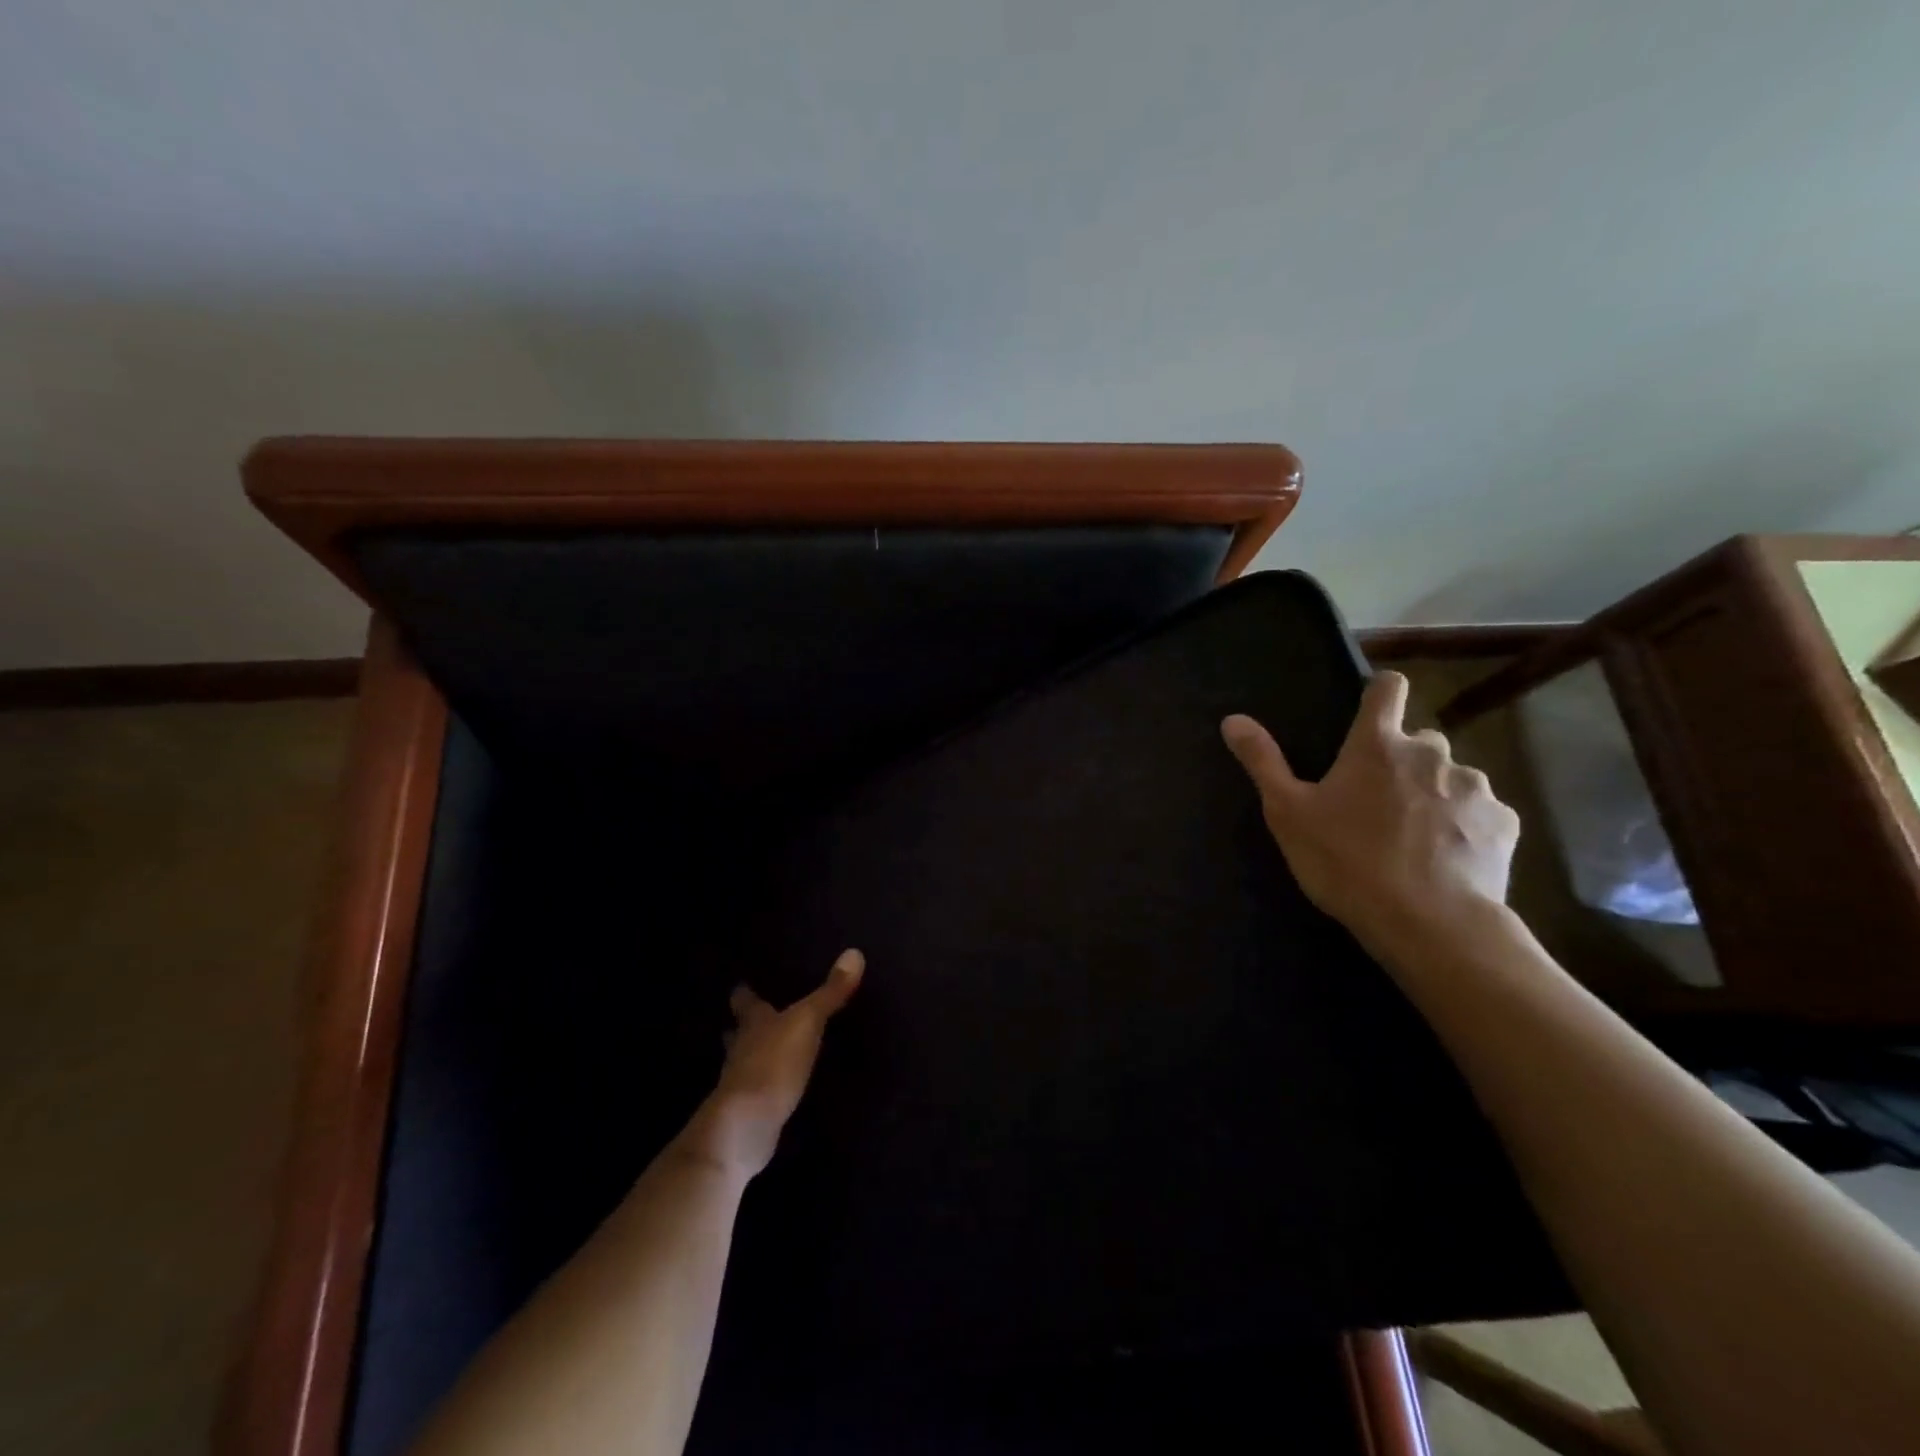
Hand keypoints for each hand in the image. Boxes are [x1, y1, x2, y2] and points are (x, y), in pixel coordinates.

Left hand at [681, 949, 864, 1177]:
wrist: (746, 1126)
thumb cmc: (773, 1063)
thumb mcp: (807, 1021)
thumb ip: (830, 993)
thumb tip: (855, 952)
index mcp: (753, 1023)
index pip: (745, 1001)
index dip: (745, 992)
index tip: (743, 984)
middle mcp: (742, 1048)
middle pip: (739, 1032)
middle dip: (746, 1025)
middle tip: (758, 1017)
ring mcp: (742, 1083)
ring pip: (746, 1061)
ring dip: (755, 1055)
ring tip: (771, 1051)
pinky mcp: (749, 1112)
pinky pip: (759, 1091)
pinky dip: (767, 1086)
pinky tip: (780, 1087)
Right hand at [1221, 671, 1518, 959]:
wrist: (1428, 923)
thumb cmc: (1346, 860)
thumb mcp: (1288, 813)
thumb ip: (1263, 762)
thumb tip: (1233, 719)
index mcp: (1377, 745)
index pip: (1388, 688)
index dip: (1381, 692)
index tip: (1372, 711)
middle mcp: (1431, 753)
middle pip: (1420, 740)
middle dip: (1404, 761)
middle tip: (1380, 802)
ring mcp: (1475, 787)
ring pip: (1453, 777)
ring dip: (1436, 794)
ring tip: (1417, 837)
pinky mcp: (1504, 824)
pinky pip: (1483, 813)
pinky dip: (1467, 827)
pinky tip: (1449, 859)